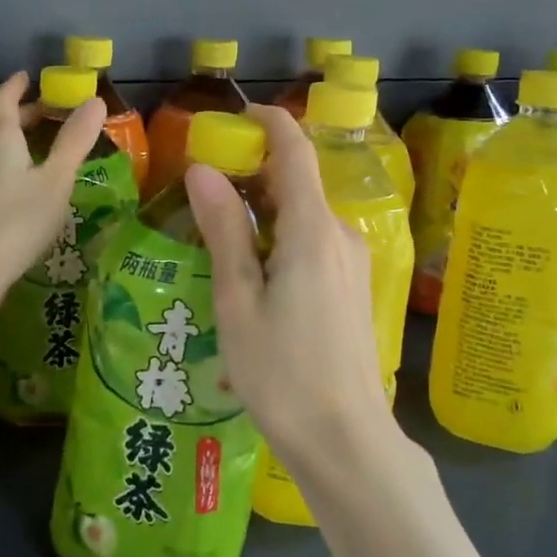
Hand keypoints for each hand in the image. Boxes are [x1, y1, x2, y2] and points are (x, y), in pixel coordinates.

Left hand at [0, 72, 106, 308]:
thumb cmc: (17, 219)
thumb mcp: (55, 179)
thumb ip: (74, 141)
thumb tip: (94, 99)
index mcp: (1, 141)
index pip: (4, 101)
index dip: (16, 86)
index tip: (27, 75)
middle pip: (0, 126)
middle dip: (23, 113)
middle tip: (48, 110)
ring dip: (20, 141)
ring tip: (45, 145)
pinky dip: (17, 166)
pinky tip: (32, 186)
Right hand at [185, 105, 398, 479]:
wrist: (345, 439)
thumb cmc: (281, 371)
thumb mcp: (239, 299)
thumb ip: (224, 229)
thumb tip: (202, 169)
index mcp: (313, 230)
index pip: (295, 152)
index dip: (269, 124)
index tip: (236, 116)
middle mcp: (341, 235)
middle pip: (299, 182)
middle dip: (255, 172)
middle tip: (205, 186)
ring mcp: (353, 262)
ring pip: (306, 215)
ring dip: (265, 210)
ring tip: (218, 233)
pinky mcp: (354, 287)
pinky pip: (315, 242)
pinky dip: (281, 236)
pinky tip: (252, 271)